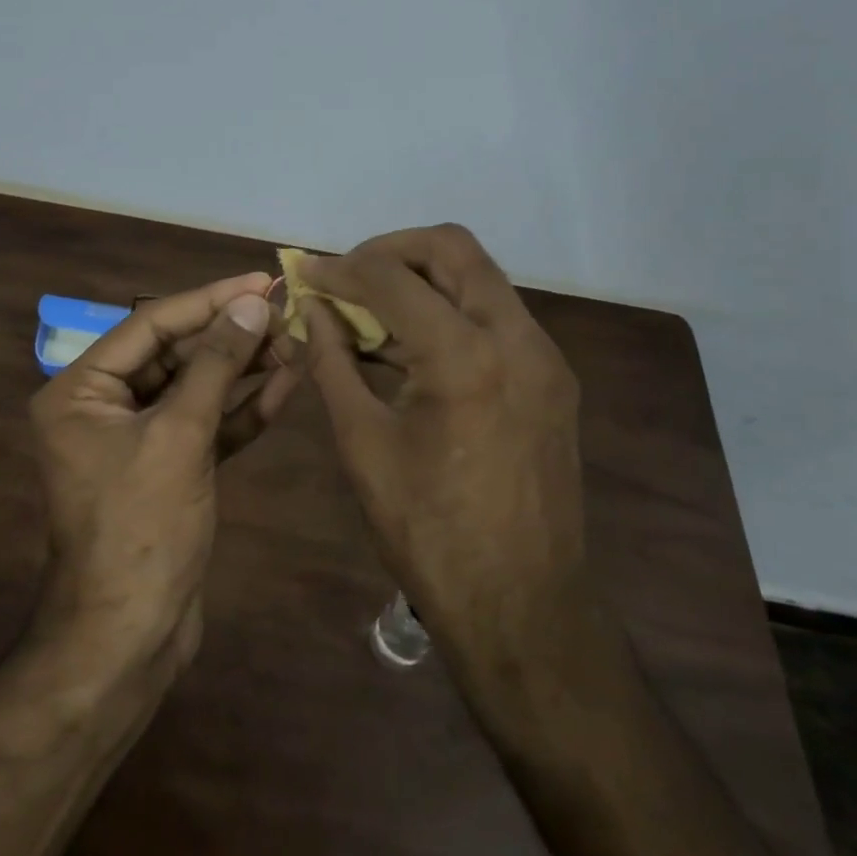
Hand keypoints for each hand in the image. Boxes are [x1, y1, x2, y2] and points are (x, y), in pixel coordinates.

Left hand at [28, 273, 294, 672]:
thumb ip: (215, 365)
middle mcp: (104, 407)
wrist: (130, 636)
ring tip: (295, 340)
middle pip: (175, 353)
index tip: (260, 280)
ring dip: (243, 368)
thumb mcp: (179, 436)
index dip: (208, 300)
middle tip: (286, 311)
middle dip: (231, 334)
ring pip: (196, 389)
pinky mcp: (170, 468)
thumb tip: (251, 304)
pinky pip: (207, 425)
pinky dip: (242, 408)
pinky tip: (285, 383)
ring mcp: (139, 440)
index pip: (151, 325)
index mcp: (81, 390)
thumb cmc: (141, 528)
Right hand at [299, 226, 585, 669]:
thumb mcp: (363, 442)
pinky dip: (448, 312)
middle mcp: (518, 338)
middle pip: (453, 248)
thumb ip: (332, 362)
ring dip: (421, 280)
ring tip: (370, 311)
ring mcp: (545, 356)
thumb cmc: (428, 532)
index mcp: (466, 356)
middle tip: (346, 276)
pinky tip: (410, 346)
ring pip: (478, 278)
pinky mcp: (553, 378)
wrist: (522, 607)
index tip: (304, 272)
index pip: (391, 277)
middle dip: (390, 250)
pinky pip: (495, 317)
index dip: (339, 268)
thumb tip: (311, 310)